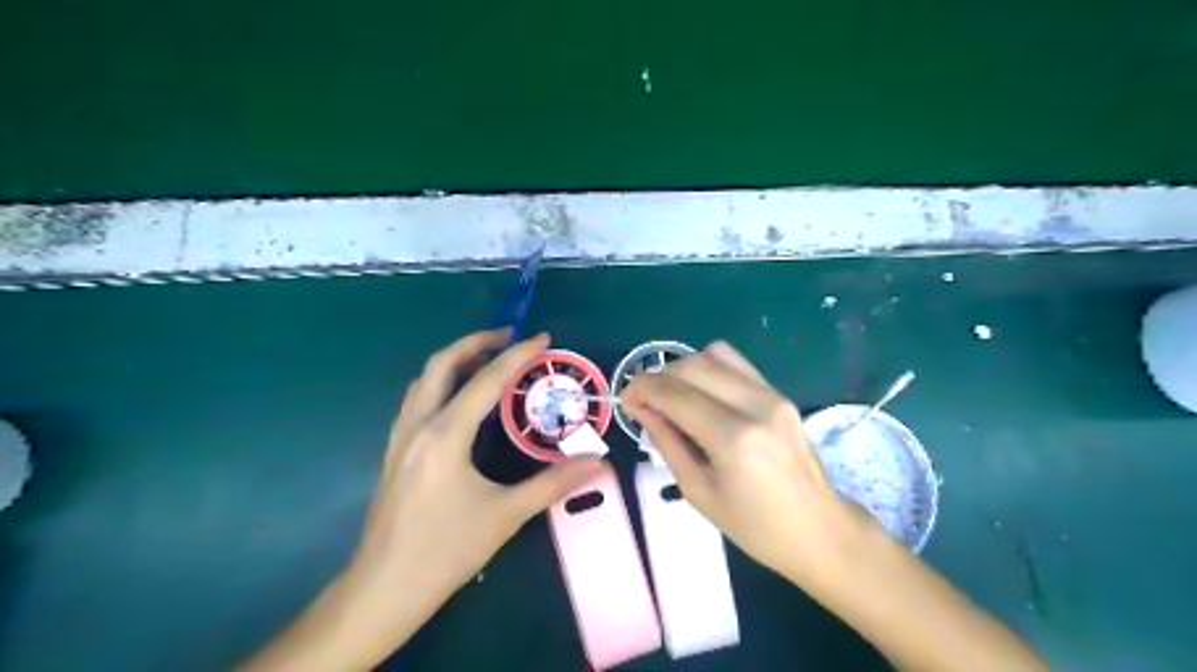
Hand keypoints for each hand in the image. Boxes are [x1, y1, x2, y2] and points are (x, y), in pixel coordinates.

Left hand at [348, 327, 607, 624]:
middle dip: (475, 342)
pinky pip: (417, 400)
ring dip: (455, 361)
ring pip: (423, 380)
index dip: (517, 355)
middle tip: (509, 338)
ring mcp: (400, 438)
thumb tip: (597, 462)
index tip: (543, 339)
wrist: (383, 590)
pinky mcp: (394, 452)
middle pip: (441, 365)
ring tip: (487, 361)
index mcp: (445, 436)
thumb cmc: (445, 551)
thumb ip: (553, 483)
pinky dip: (441, 383)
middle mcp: (418, 426)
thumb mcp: (505, 516)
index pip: (486, 381)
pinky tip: (459, 400)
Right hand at [623, 342, 864, 587]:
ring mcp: (772, 395)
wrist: (819, 531)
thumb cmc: (755, 527)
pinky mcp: (780, 394)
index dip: (641, 389)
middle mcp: (755, 405)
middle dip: (659, 376)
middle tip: (645, 401)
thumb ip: (667, 442)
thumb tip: (641, 409)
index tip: (626, 401)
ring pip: (714, 354)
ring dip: (683, 368)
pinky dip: (709, 368)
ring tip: (673, 396)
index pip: (675, 393)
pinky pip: (736, 363)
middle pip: (692, 365)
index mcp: (734, 439)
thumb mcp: (699, 492)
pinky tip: (701, 393)